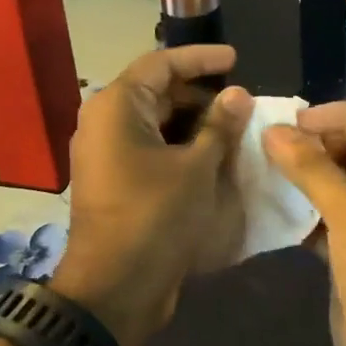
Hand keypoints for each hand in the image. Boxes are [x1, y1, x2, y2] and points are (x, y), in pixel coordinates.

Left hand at [52, 45, 250, 345]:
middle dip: (199, 95)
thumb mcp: (197, 168)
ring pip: (154, 124)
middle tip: (241, 104)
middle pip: (156, 93)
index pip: (160, 64)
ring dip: (193, 124)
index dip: (200, 59)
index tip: (236, 60)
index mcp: (116, 107)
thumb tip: (238, 94)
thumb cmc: (156, 217)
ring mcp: (105, 155)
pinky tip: (212, 158)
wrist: (115, 287)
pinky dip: (179, 148)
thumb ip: (219, 126)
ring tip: (234, 131)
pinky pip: (149, 150)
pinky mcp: (114, 182)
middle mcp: (103, 123)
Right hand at [263, 102, 345, 345]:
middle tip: (270, 145)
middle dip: (316, 144)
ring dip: (304, 177)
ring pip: (337, 185)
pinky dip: (300, 210)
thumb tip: (273, 131)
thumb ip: (312, 169)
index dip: (337, 116)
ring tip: (262, 169)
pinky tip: (269, 208)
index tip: (293, 124)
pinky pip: (325, 218)